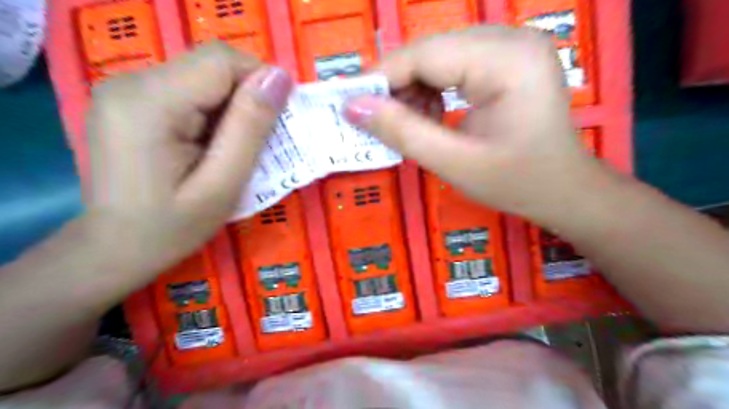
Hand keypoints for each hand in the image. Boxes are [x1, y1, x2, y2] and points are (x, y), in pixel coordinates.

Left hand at [84, 44, 291, 280]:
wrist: (115, 249)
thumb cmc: (173, 227)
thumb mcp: (223, 184)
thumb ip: (251, 128)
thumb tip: (280, 77)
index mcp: (150, 102)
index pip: (220, 61)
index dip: (259, 82)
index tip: (277, 121)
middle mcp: (130, 82)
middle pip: (210, 66)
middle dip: (246, 98)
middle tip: (258, 142)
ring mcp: (125, 89)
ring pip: (203, 77)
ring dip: (231, 107)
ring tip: (233, 148)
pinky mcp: (130, 101)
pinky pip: (188, 90)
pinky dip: (213, 112)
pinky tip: (211, 145)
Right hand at [345, 26, 603, 223]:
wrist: (563, 190)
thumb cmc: (517, 183)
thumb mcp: (455, 163)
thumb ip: (403, 132)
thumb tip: (353, 107)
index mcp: (508, 60)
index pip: (426, 54)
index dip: (381, 77)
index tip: (348, 103)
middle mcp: (512, 39)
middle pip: (431, 51)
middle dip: (397, 86)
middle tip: (376, 120)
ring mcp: (512, 46)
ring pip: (439, 56)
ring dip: (414, 89)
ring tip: (410, 124)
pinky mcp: (507, 59)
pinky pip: (454, 65)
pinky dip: (433, 90)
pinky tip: (432, 116)